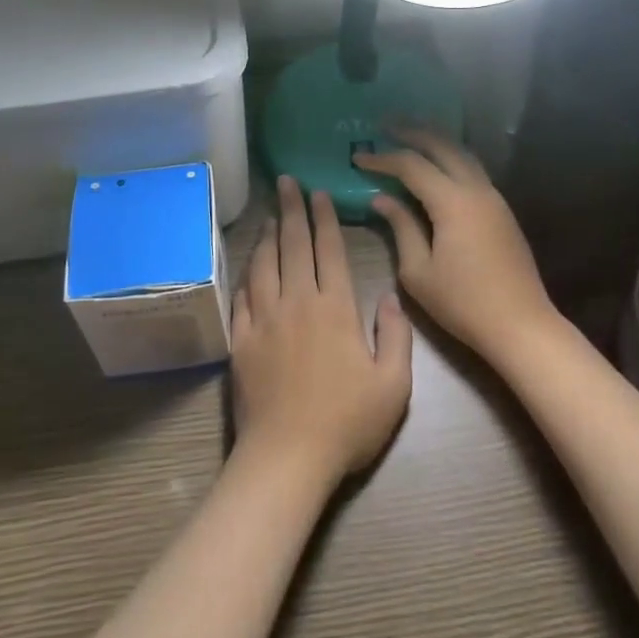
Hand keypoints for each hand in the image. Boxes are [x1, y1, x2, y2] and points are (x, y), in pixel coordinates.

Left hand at [229, 176, 412, 483]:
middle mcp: (297, 301)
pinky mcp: (242, 338)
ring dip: (267, 233)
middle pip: (293, 244)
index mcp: (335, 308)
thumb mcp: (394, 384)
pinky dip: (247, 271)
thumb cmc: (347, 422)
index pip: (328, 249)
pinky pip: (243, 294)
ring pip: (264, 263)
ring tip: (269, 212)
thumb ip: (396, 335)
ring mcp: (265, 318)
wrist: (288, 456)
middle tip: (286, 181)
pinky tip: (249, 263)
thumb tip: (388, 296)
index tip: (318, 192)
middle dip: (292, 209)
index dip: (324, 217)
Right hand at [354, 126, 559, 366]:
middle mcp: (476, 189)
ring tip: (410, 138)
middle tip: (386, 125)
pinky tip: (437, 168)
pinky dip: (451, 159)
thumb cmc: (463, 303)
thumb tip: (382, 198)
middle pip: (442, 145)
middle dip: (413, 132)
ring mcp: (494, 198)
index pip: (411, 166)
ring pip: (463, 154)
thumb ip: (400, 227)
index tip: (357, 157)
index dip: (382, 159)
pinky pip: (473, 170)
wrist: (521, 326)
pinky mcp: (502, 211)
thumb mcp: (418, 271)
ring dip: (436, 141)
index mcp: (452, 202)